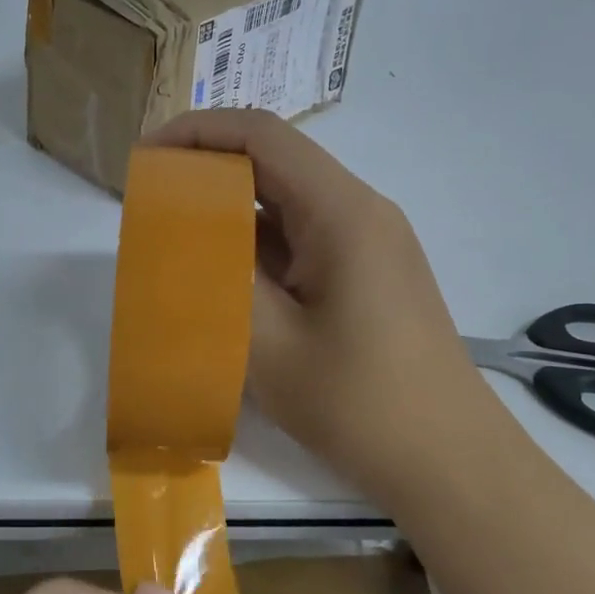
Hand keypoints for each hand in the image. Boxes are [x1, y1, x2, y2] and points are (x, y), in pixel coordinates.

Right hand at [148, 109, 498, 509]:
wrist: (448, 461)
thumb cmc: (360, 403)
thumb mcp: (270, 344)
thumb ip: (219, 280)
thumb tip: (180, 241)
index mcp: (341, 213)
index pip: (263, 136)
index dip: (198, 132)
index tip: (146, 157)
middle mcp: (360, 213)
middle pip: (276, 165)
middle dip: (208, 174)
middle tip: (150, 205)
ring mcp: (369, 247)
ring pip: (289, 208)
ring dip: (233, 216)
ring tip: (176, 244)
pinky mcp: (369, 278)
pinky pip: (305, 244)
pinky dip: (259, 250)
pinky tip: (225, 280)